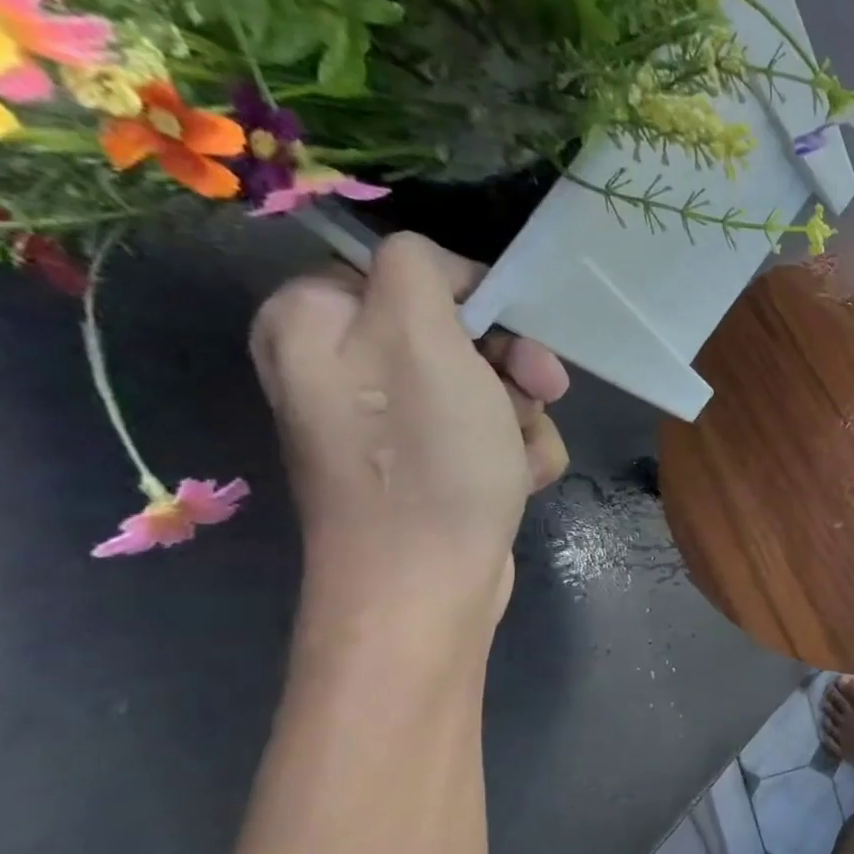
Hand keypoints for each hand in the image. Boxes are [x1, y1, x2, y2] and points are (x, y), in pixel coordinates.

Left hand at [250, 232, 570, 619]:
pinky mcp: (431, 466)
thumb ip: (421, 270)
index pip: (411, 270)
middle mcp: (344, 368)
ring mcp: (390, 423)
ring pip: (491, 386)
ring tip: (518, 453)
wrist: (428, 584)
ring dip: (524, 415)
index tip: (512, 331)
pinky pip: (493, 433)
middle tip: (538, 390)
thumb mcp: (420, 337)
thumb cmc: (425, 457)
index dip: (474, 298)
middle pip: (459, 332)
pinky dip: (518, 452)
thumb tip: (445, 273)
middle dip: (512, 364)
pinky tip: (518, 479)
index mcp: (315, 321)